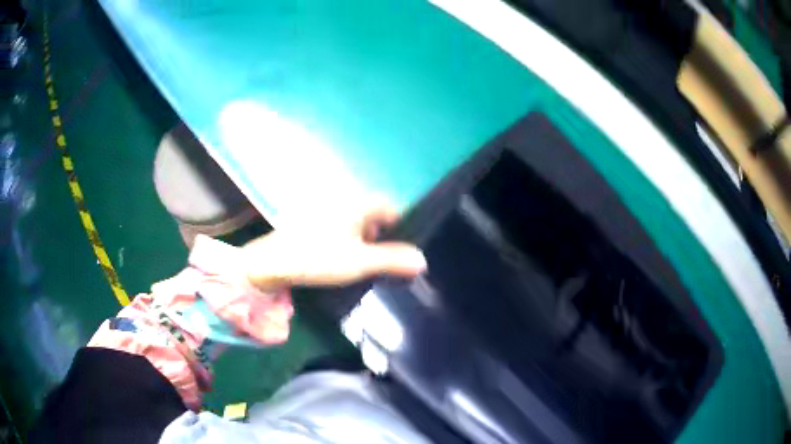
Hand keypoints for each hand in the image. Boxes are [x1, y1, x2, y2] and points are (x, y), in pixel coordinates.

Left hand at [241, 206, 426, 290]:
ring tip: (363, 263)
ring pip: (356, 222)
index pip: (390, 206)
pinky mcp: (312, 223)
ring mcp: (325, 212)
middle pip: (373, 214)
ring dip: (364, 240)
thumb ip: (392, 260)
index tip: (403, 249)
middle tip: (384, 260)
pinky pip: (339, 228)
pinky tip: (341, 259)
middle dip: (383, 236)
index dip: (401, 225)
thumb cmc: (317, 258)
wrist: (271, 263)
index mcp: (357, 205)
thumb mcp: (360, 262)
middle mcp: (342, 202)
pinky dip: (347, 241)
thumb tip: (422, 261)